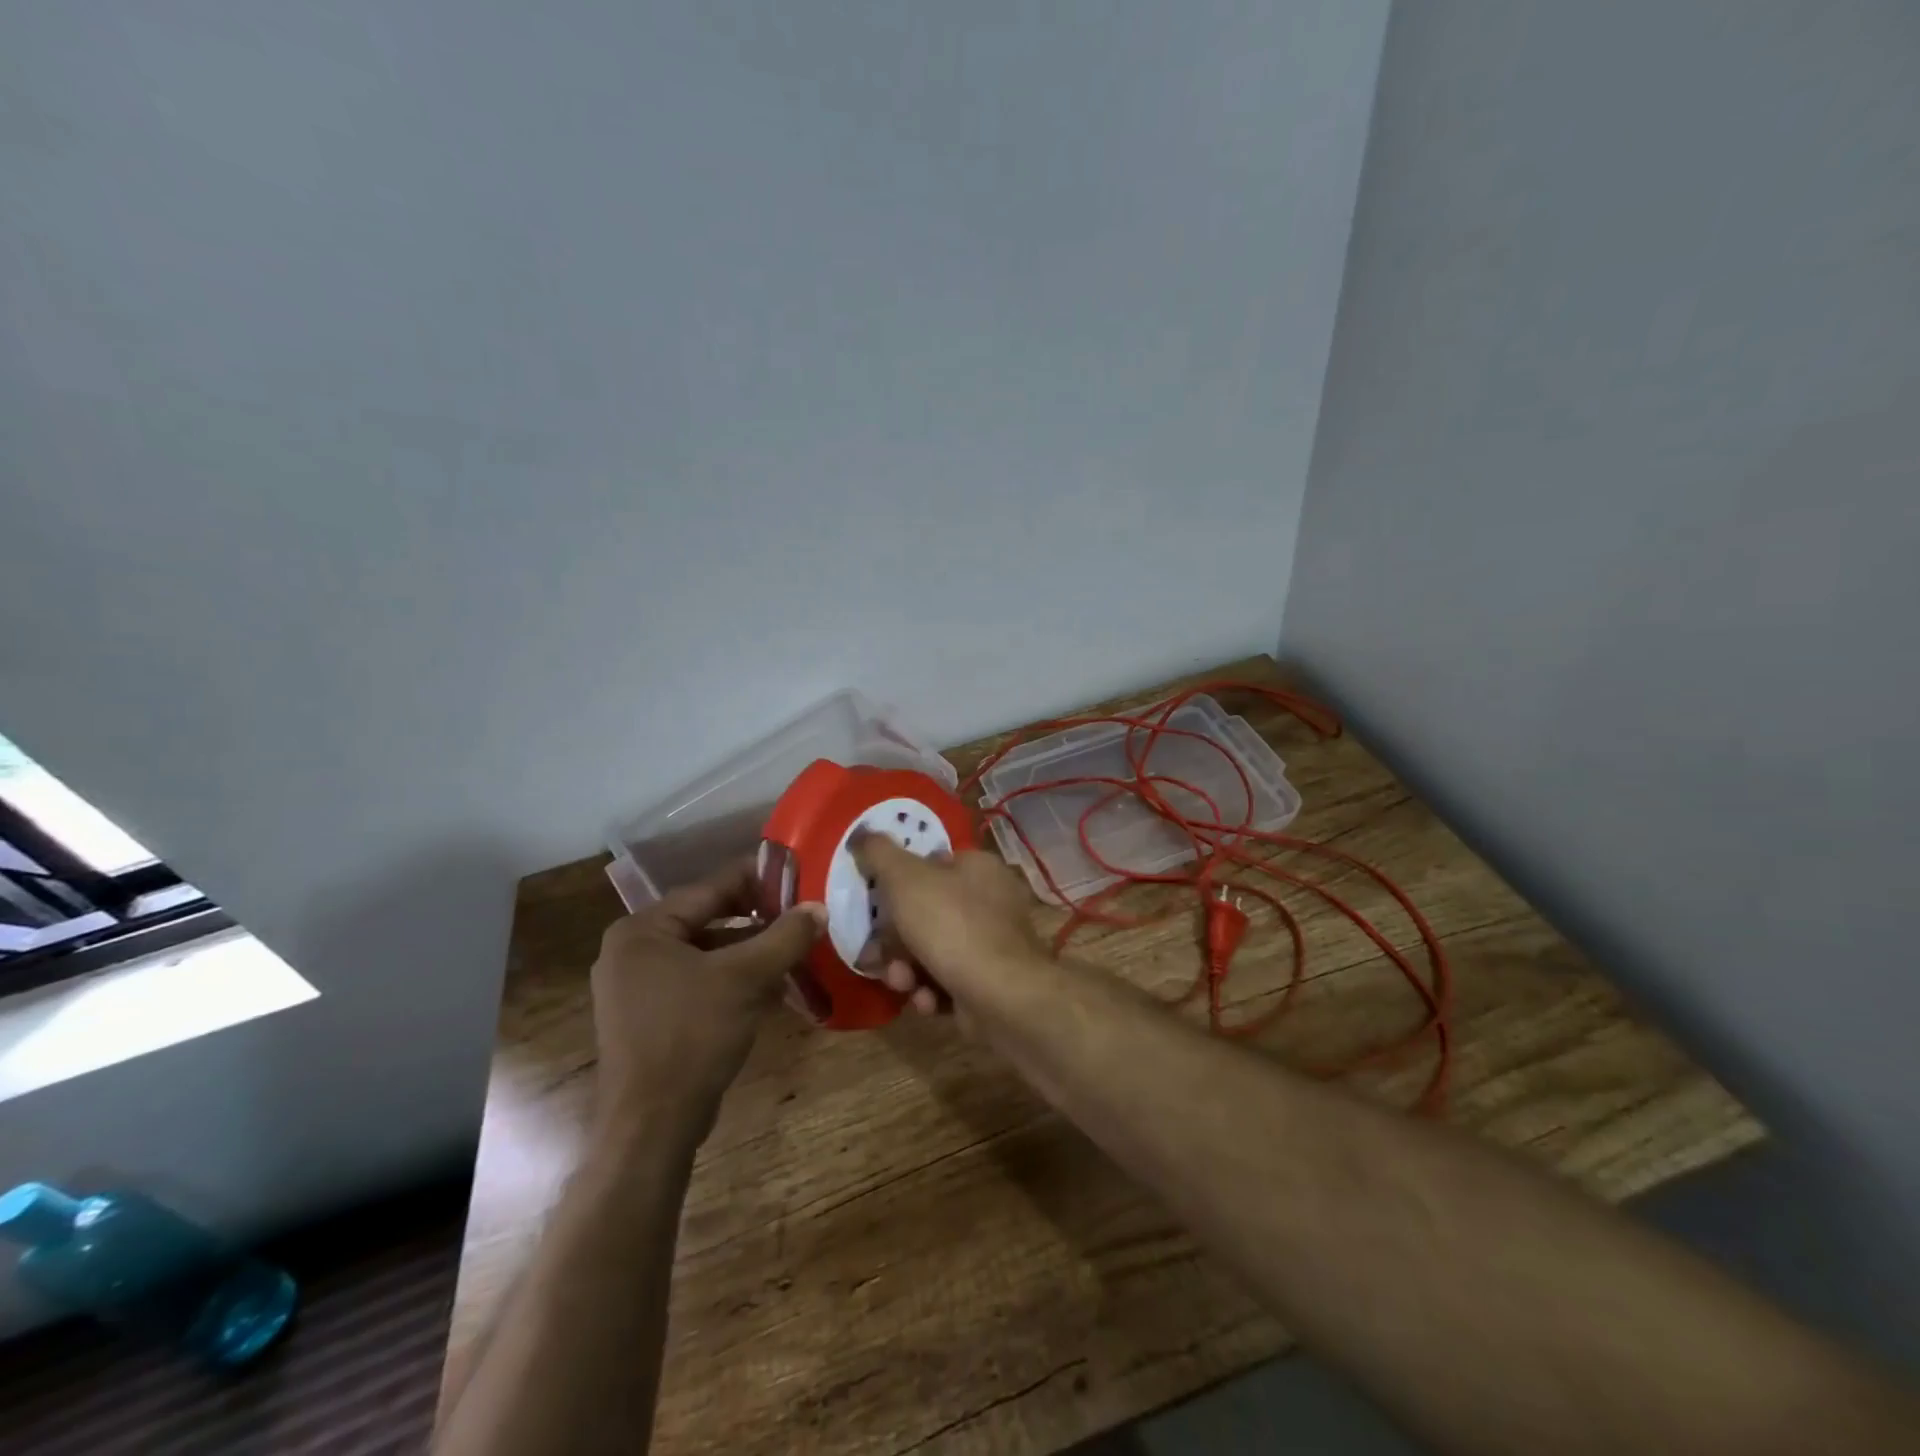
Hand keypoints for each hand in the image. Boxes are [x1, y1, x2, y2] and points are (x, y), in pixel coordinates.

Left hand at [590, 860, 822, 1149]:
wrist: (652, 1125)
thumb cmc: (693, 1035)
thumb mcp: (747, 978)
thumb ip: (785, 936)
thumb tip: (819, 907)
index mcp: (643, 930)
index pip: (709, 888)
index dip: (757, 880)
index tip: (797, 876)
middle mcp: (632, 951)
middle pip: (707, 919)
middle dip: (756, 918)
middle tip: (799, 914)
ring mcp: (636, 988)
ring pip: (705, 953)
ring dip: (748, 951)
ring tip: (792, 948)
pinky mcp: (648, 1019)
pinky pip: (696, 982)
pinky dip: (731, 979)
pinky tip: (769, 986)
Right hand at [850, 832, 1047, 1016]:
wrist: (1003, 997)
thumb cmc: (952, 926)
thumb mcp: (905, 879)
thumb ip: (879, 853)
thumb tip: (861, 834)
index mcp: (978, 867)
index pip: (931, 864)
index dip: (897, 884)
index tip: (874, 907)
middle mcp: (990, 901)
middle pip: (926, 912)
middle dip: (896, 940)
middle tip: (877, 956)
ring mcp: (992, 943)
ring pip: (933, 950)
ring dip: (907, 970)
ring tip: (902, 984)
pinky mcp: (991, 982)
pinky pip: (949, 980)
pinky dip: (931, 991)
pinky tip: (926, 1001)